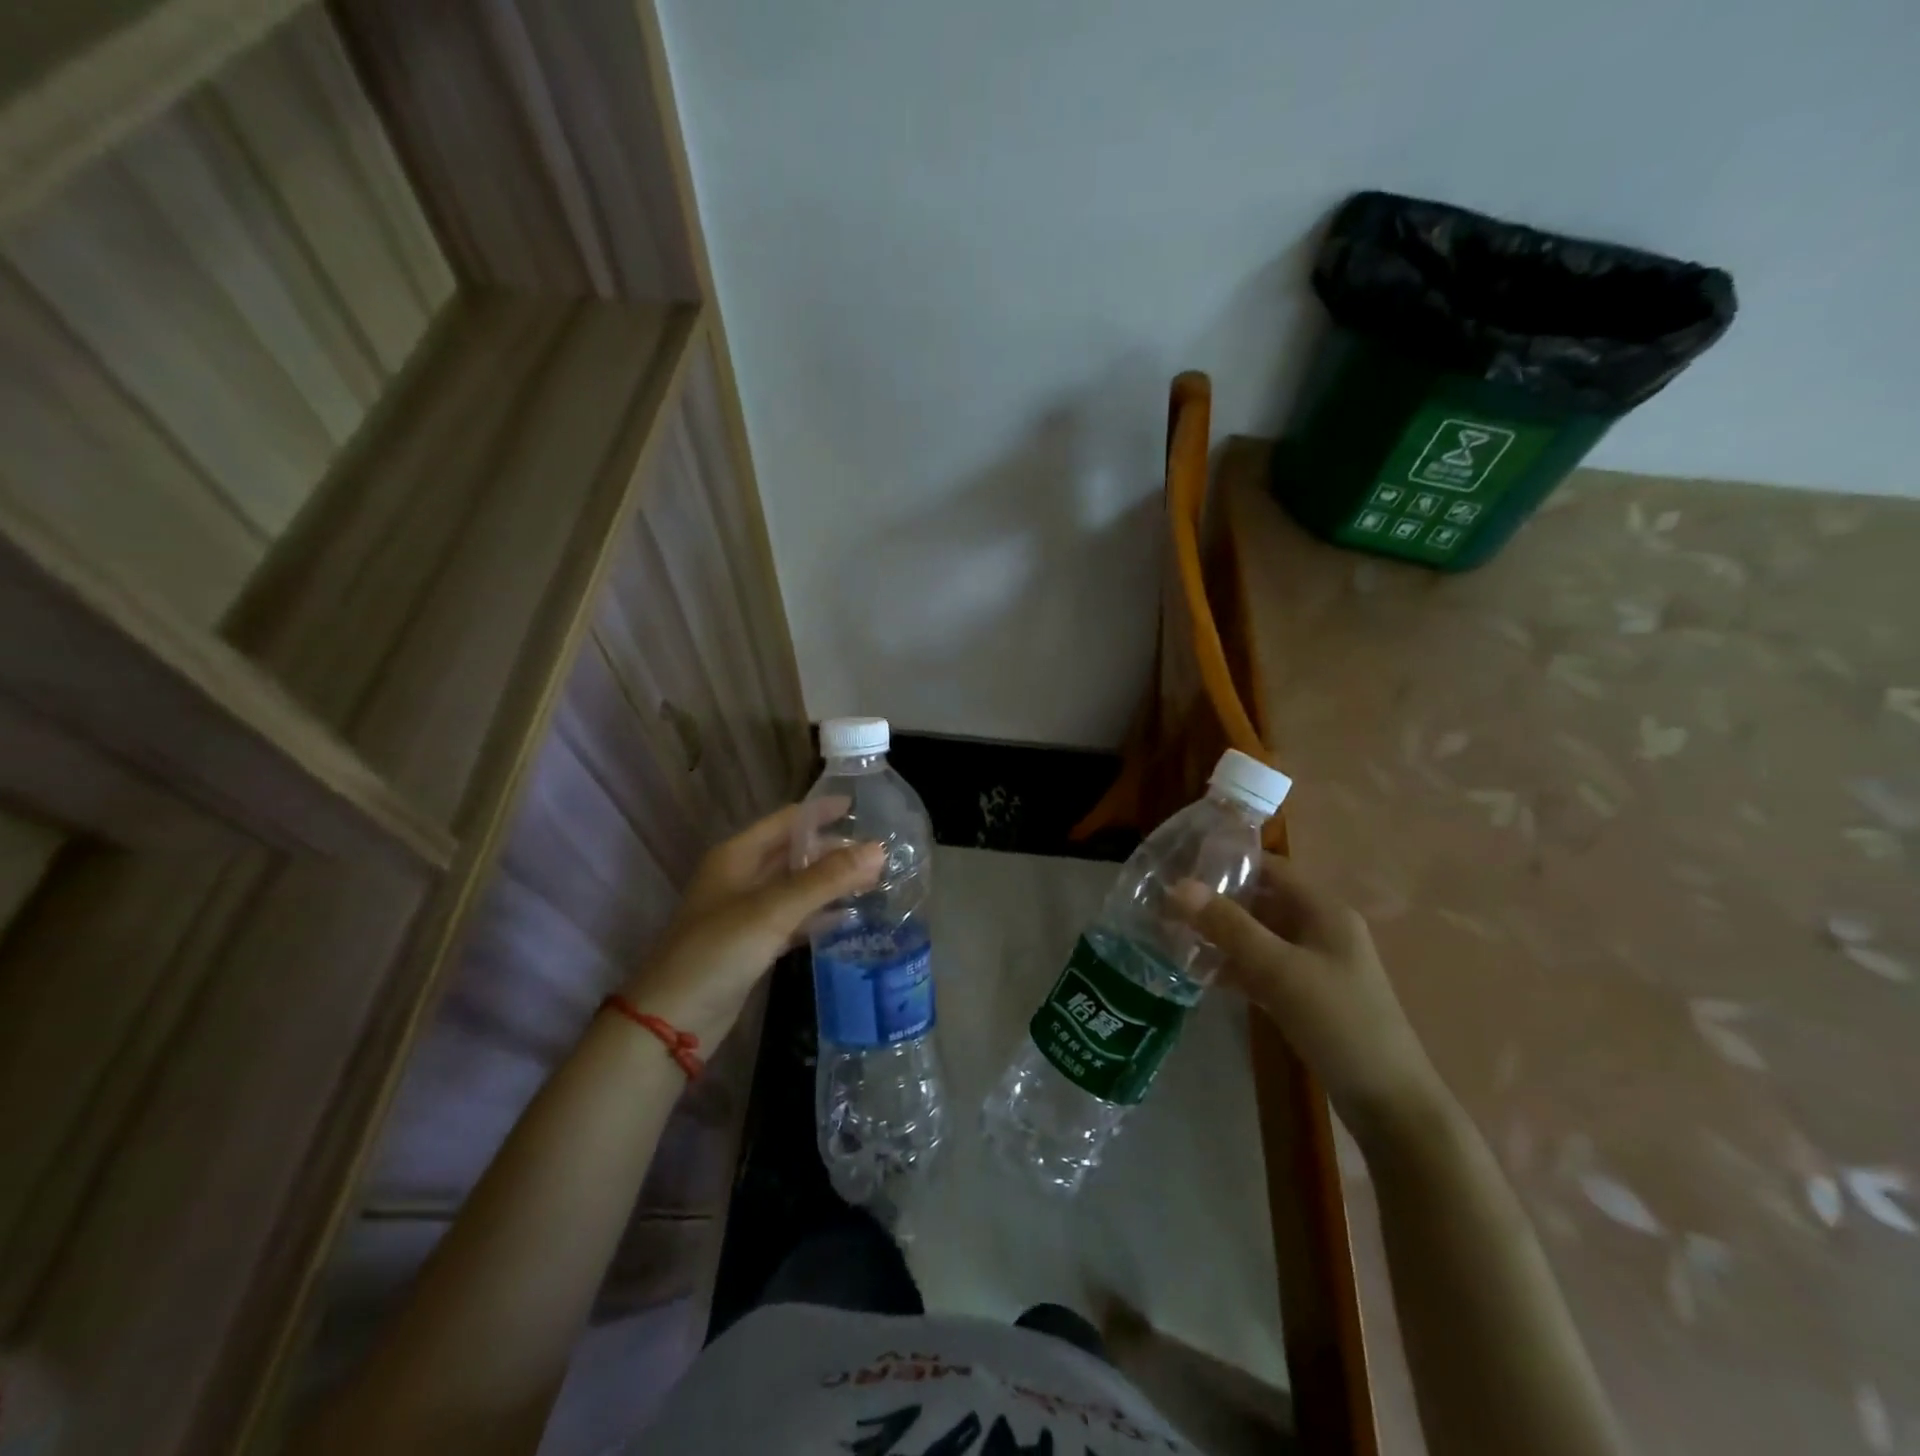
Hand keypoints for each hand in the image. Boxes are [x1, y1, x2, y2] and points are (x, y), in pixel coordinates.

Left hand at [623, 802, 883, 1048]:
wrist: (672, 1021)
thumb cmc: (719, 951)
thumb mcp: (774, 909)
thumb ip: (827, 879)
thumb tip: (879, 849)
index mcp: (738, 855)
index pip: (787, 820)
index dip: (822, 812)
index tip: (862, 808)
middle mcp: (741, 877)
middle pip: (794, 853)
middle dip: (833, 851)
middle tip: (878, 855)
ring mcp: (745, 913)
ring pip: (796, 887)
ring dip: (830, 883)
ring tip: (873, 882)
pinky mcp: (752, 944)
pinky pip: (793, 919)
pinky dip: (818, 916)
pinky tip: (848, 918)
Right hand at [1173, 855, 1445, 1142]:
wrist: (1390, 1103)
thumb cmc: (1339, 1022)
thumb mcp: (1279, 970)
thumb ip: (1229, 926)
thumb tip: (1178, 886)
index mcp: (1324, 910)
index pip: (1271, 868)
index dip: (1228, 861)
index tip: (1181, 864)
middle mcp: (1321, 929)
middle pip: (1262, 901)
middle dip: (1217, 901)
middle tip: (1167, 903)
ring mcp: (1315, 964)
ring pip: (1259, 936)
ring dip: (1222, 935)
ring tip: (1173, 934)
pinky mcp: (1307, 995)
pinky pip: (1263, 967)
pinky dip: (1235, 966)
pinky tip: (1200, 973)